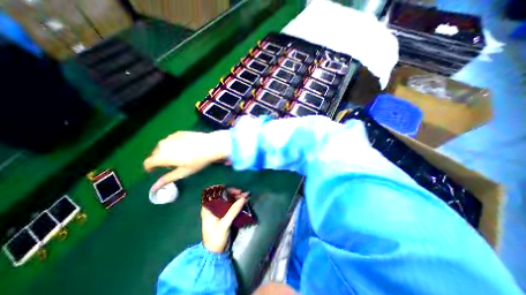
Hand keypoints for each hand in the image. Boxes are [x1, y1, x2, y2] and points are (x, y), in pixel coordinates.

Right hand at [145, 129, 231, 190]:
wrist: (212, 145)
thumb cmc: (198, 161)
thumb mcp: (183, 172)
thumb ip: (167, 179)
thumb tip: (153, 189)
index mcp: (161, 156)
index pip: (148, 163)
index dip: (150, 168)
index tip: (156, 171)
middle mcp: (162, 145)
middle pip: (156, 154)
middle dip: (160, 160)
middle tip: (174, 164)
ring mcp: (171, 137)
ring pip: (163, 146)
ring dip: (167, 151)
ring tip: (181, 155)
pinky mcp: (179, 132)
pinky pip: (171, 140)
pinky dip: (174, 144)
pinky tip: (185, 147)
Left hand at [202, 189, 248, 253]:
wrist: (215, 253)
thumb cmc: (216, 238)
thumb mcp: (224, 224)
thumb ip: (233, 211)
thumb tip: (243, 198)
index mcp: (208, 209)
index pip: (214, 194)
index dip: (223, 189)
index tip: (233, 189)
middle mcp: (213, 208)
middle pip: (223, 196)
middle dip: (233, 193)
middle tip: (243, 193)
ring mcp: (219, 212)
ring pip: (228, 200)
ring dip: (236, 198)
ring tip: (246, 196)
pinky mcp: (224, 216)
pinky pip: (231, 206)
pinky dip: (237, 203)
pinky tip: (244, 202)